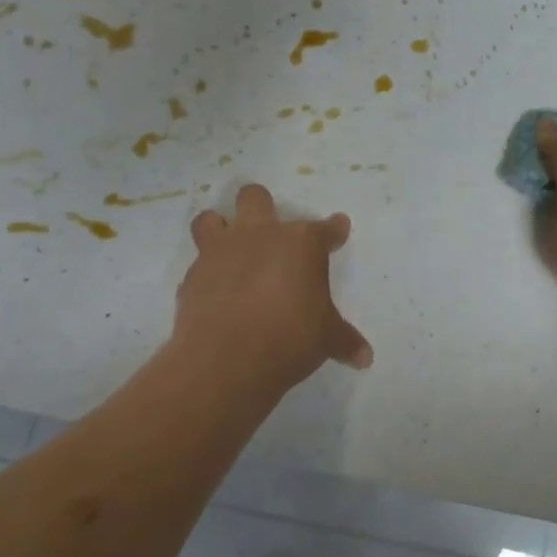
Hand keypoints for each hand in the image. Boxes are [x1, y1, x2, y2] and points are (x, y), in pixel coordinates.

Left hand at [176, 184, 372, 392]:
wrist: (227, 359)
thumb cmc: (291, 337)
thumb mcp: (327, 339)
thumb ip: (345, 341)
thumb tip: (365, 357)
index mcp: (301, 243)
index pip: (326, 228)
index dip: (334, 230)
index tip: (338, 230)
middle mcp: (260, 235)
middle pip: (255, 198)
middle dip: (262, 206)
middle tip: (270, 232)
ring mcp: (221, 252)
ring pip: (211, 219)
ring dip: (219, 229)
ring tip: (229, 250)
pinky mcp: (191, 277)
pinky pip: (197, 266)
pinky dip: (207, 276)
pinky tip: (215, 295)